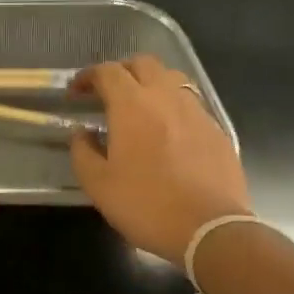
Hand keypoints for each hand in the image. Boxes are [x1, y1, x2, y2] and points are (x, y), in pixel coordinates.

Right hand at [68, 56, 250, 264]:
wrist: (210, 230)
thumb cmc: (146, 204)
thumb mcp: (98, 184)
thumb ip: (82, 152)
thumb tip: (82, 133)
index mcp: (132, 105)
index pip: (107, 71)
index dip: (88, 76)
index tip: (76, 93)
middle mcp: (165, 98)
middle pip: (143, 63)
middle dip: (122, 71)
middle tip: (108, 93)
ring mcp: (196, 112)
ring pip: (172, 79)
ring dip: (151, 84)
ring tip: (140, 108)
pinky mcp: (217, 130)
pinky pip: (191, 104)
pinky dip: (174, 107)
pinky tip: (169, 133)